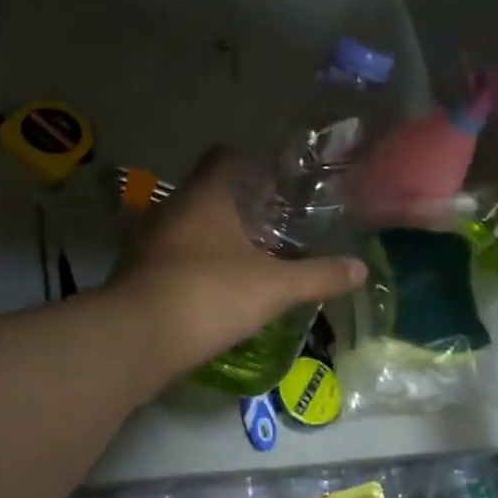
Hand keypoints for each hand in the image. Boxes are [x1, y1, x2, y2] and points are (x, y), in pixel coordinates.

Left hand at [109, 150, 365, 377]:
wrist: (136, 339)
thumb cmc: (209, 294)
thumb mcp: (274, 287)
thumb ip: (318, 275)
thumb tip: (361, 269)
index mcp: (204, 195)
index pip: (225, 157)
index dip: (253, 165)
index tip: (280, 185)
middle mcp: (172, 208)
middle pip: (209, 194)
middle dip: (241, 207)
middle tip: (276, 225)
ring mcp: (149, 241)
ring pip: (190, 227)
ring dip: (217, 238)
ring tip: (252, 258)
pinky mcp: (138, 273)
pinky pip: (174, 257)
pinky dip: (197, 265)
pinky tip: (220, 288)